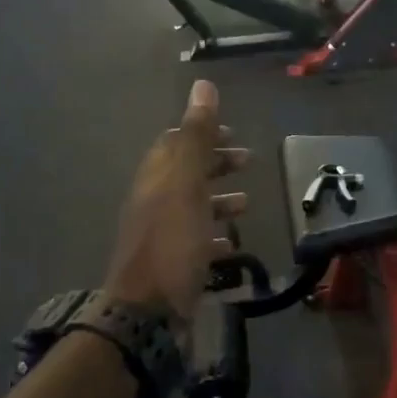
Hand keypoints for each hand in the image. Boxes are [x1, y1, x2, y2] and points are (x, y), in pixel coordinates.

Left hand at [104, 80, 249, 320]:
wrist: (148, 312)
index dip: (203, 133)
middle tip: (248, 161)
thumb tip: (202, 85)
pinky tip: (233, 242)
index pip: (175, 142)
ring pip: (192, 206)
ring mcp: (162, 235)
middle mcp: (154, 202)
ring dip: (219, 199)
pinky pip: (196, 241)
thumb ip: (197, 136)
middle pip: (186, 172)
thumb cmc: (172, 242)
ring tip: (247, 203)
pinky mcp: (172, 264)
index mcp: (156, 177)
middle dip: (216, 164)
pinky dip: (216, 234)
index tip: (233, 133)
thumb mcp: (187, 183)